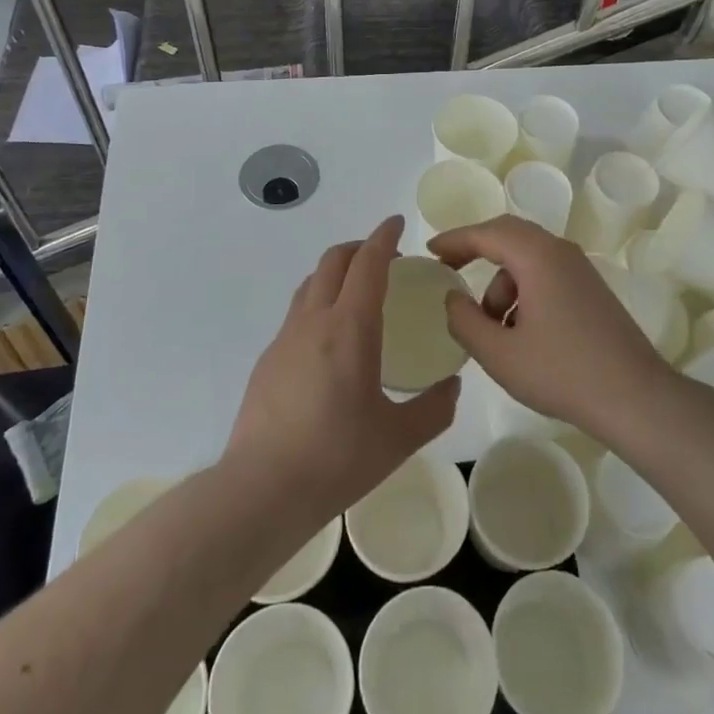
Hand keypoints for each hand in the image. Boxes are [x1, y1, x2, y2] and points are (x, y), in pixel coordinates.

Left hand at [225, 215, 458, 519]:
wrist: (261, 489)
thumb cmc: (336, 459)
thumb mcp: (399, 438)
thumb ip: (434, 408)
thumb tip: (451, 386)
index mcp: (350, 328)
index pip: (368, 263)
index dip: (383, 237)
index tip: (397, 223)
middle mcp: (314, 321)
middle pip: (333, 261)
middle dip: (360, 248)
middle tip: (386, 259)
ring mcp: (285, 338)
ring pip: (310, 283)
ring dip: (336, 272)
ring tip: (359, 293)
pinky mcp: (268, 359)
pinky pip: (297, 312)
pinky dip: (319, 302)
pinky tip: (331, 341)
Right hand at [429, 216, 669, 442]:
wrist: (635, 397)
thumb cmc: (562, 372)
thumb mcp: (500, 354)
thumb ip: (465, 321)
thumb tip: (452, 299)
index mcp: (537, 256)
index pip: (487, 233)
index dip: (454, 240)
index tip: (430, 252)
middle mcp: (560, 252)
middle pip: (509, 235)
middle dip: (476, 250)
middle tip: (449, 270)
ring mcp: (580, 269)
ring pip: (527, 259)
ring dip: (501, 283)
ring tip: (491, 327)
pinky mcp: (591, 289)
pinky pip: (546, 275)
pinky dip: (523, 292)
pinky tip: (520, 333)